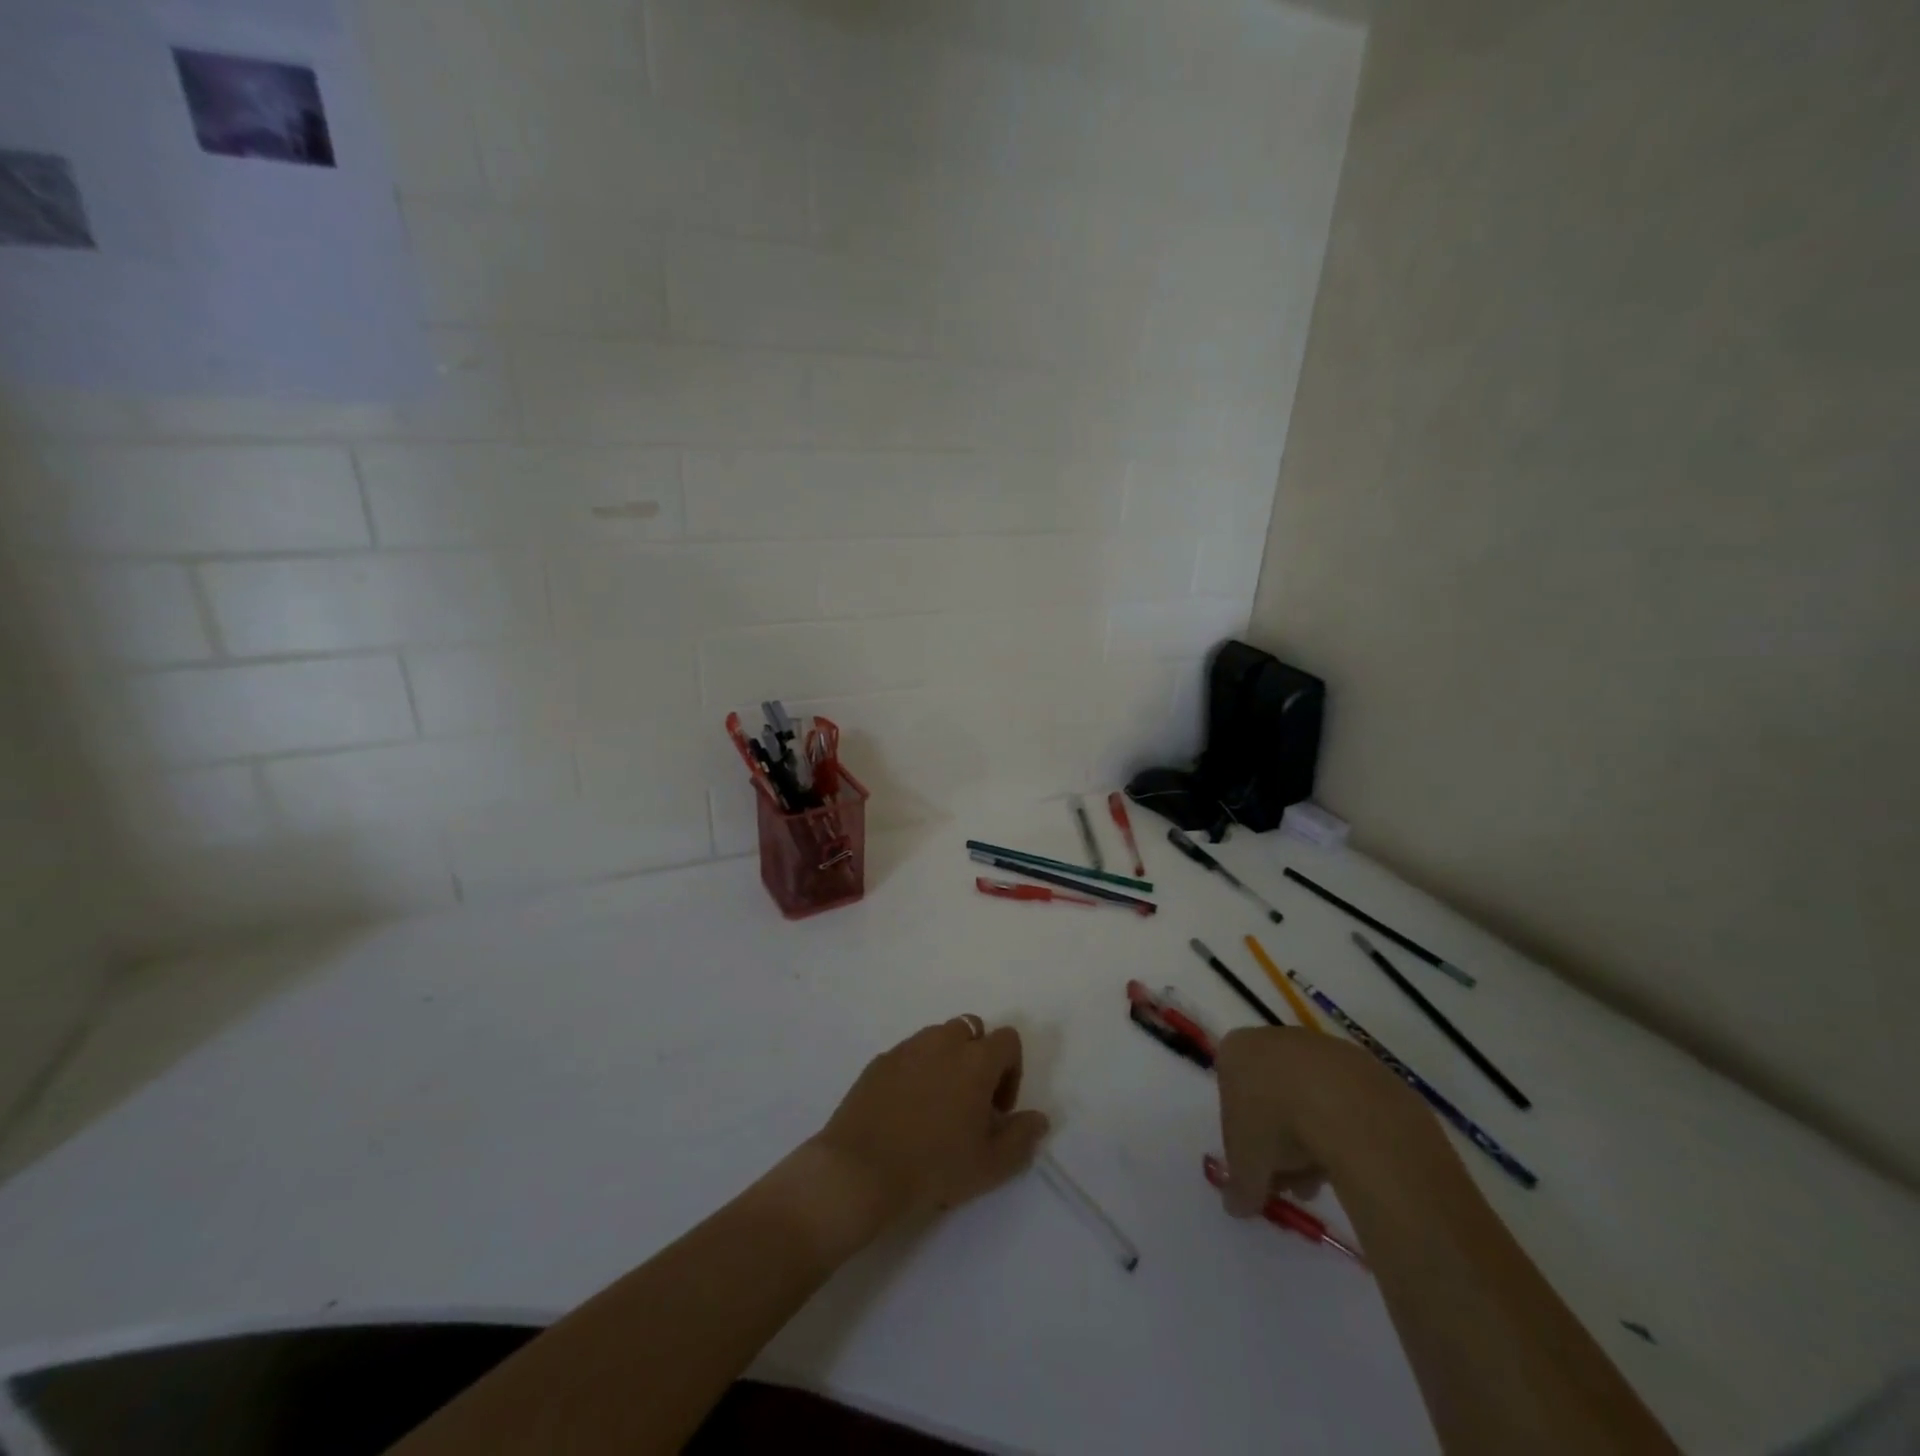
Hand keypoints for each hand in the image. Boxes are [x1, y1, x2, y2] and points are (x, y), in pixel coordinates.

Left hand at [810, 1015, 1050, 1225]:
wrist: (860, 1170)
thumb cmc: (934, 1166)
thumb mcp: (990, 1165)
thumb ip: (1022, 1137)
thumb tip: (1039, 1118)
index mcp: (975, 1060)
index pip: (1008, 1040)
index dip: (1012, 1071)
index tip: (998, 1110)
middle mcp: (943, 1042)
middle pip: (972, 1030)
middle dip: (978, 1058)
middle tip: (971, 1102)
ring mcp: (907, 1048)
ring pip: (938, 1038)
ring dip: (947, 1060)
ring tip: (939, 1105)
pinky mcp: (880, 1061)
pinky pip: (909, 1054)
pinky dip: (917, 1071)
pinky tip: (907, 1110)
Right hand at [1215, 1026, 1420, 1215]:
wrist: (1346, 1107)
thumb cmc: (1276, 1125)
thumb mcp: (1246, 1167)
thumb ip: (1238, 1186)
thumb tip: (1236, 1205)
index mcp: (1236, 1050)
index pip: (1230, 1090)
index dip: (1242, 1133)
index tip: (1256, 1165)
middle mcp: (1273, 1038)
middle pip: (1270, 1094)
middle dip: (1279, 1141)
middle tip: (1292, 1181)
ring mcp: (1319, 1046)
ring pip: (1307, 1097)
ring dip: (1311, 1138)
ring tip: (1322, 1180)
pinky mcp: (1359, 1062)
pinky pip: (1342, 1099)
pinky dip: (1342, 1128)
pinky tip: (1350, 1160)